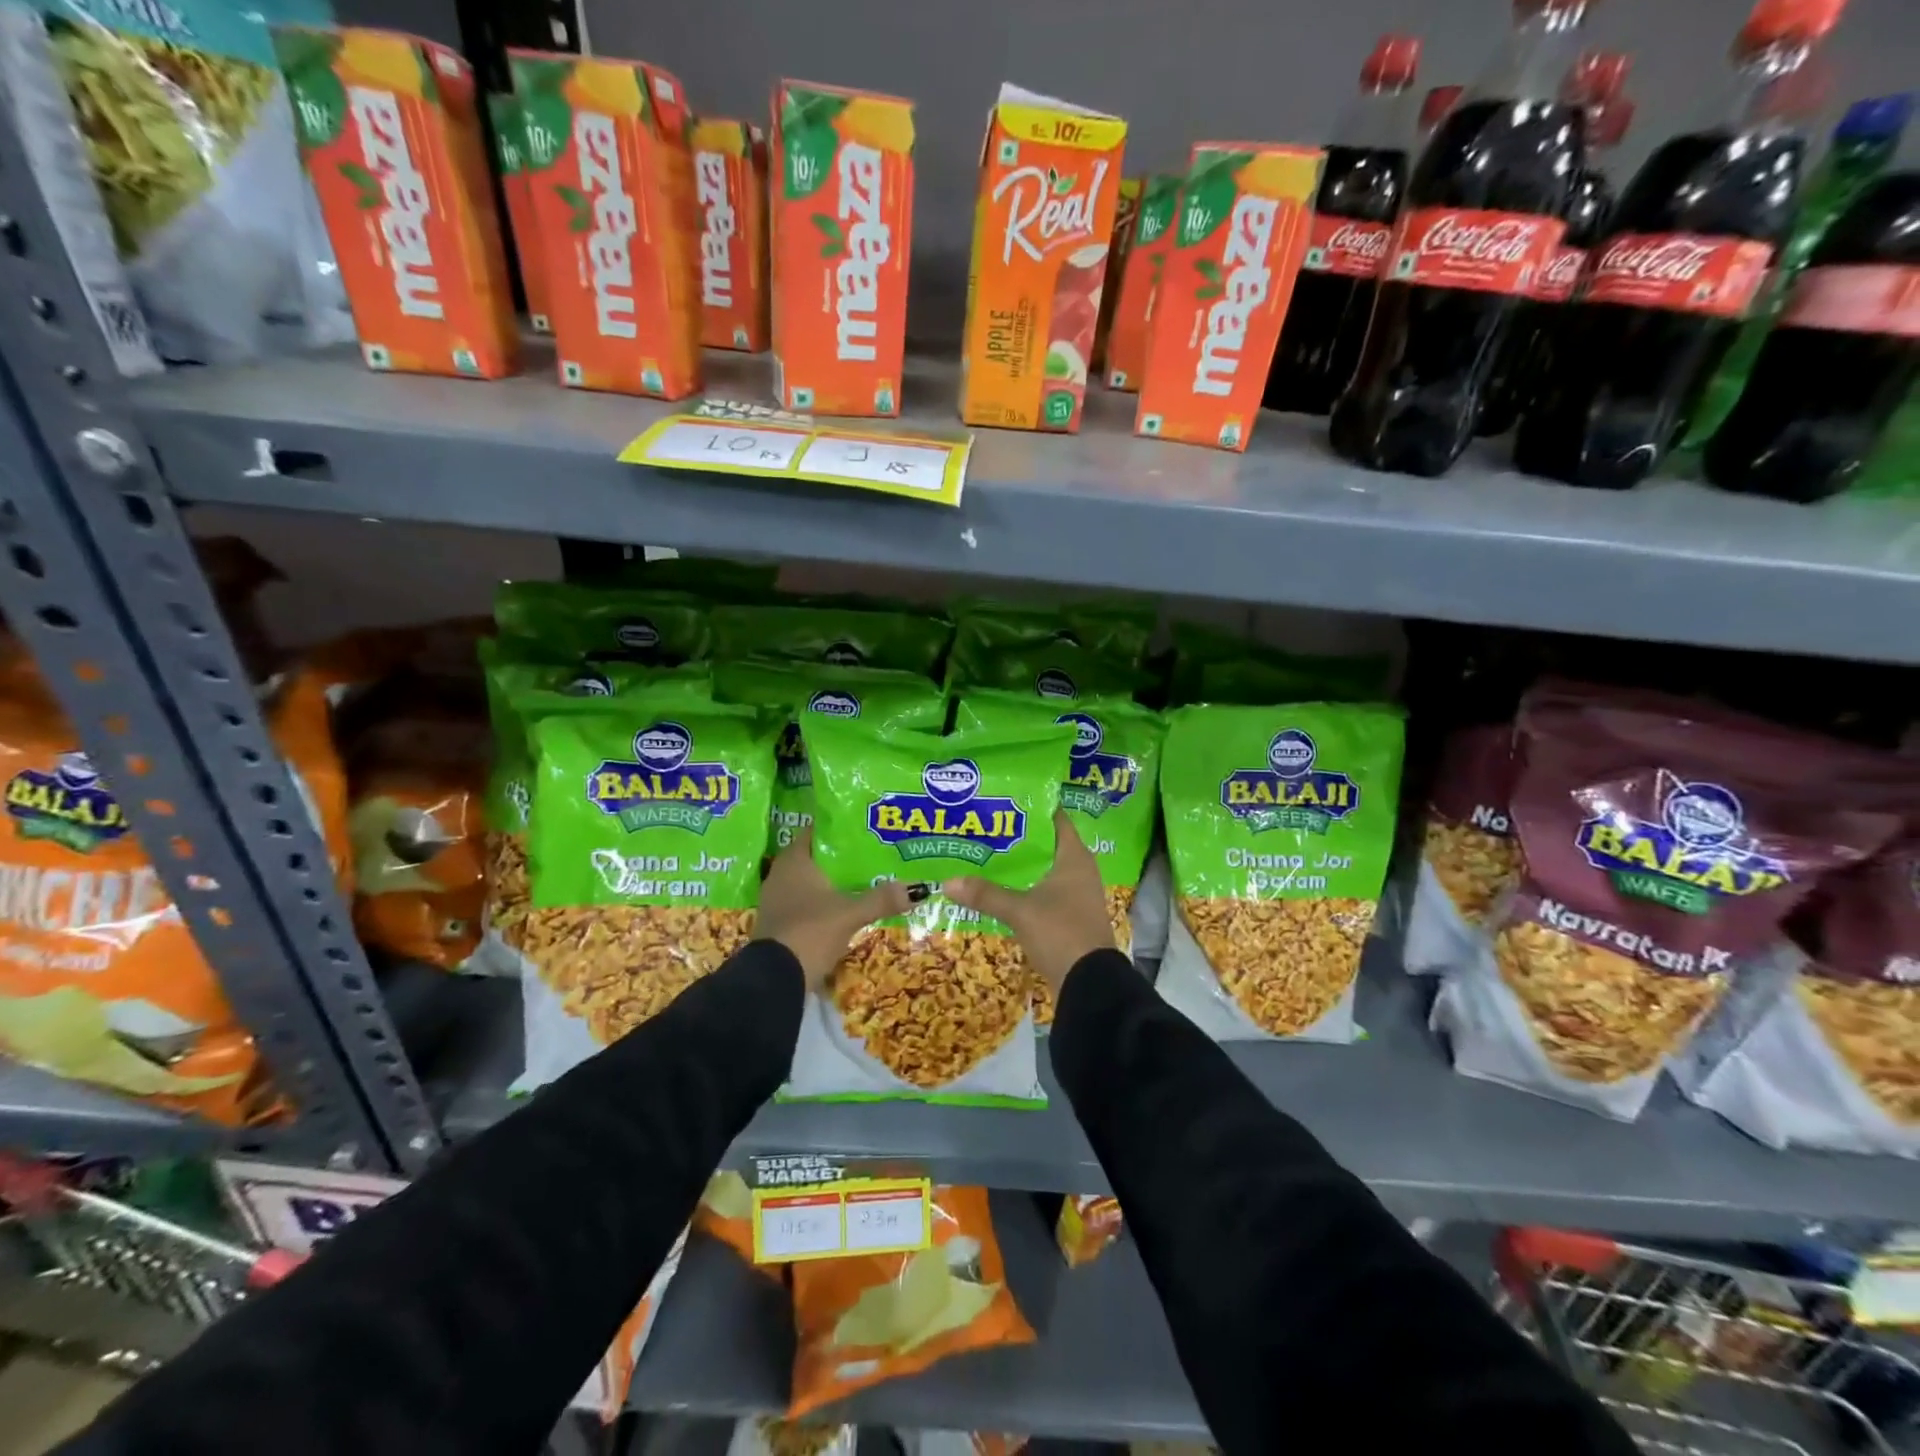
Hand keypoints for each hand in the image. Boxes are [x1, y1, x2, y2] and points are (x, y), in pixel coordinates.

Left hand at [757, 828, 912, 992]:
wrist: (775, 979)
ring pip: (812, 882)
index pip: (818, 832)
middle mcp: (781, 874)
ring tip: (865, 880)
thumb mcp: (850, 914)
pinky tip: (845, 908)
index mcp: (794, 860)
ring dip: (834, 882)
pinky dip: (824, 902)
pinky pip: (806, 902)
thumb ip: (881, 899)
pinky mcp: (779, 922)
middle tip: (874, 854)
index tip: (866, 828)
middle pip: (817, 858)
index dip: (841, 829)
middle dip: (843, 857)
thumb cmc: (810, 931)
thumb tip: (918, 889)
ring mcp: (777, 900)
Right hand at [944, 811, 1111, 998]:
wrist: (1090, 984)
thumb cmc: (1061, 933)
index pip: (1056, 819)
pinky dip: (1025, 886)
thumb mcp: (1020, 911)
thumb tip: (947, 881)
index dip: (1032, 808)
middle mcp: (1079, 870)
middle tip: (986, 826)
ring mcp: (1076, 894)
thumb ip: (986, 894)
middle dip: (1018, 837)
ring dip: (1021, 864)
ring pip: (1044, 869)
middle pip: (1046, 844)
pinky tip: (1000, 888)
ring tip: (987, 854)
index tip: (1004, 800)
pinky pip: (1044, 891)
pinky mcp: (1069, 915)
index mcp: (1074, 857)